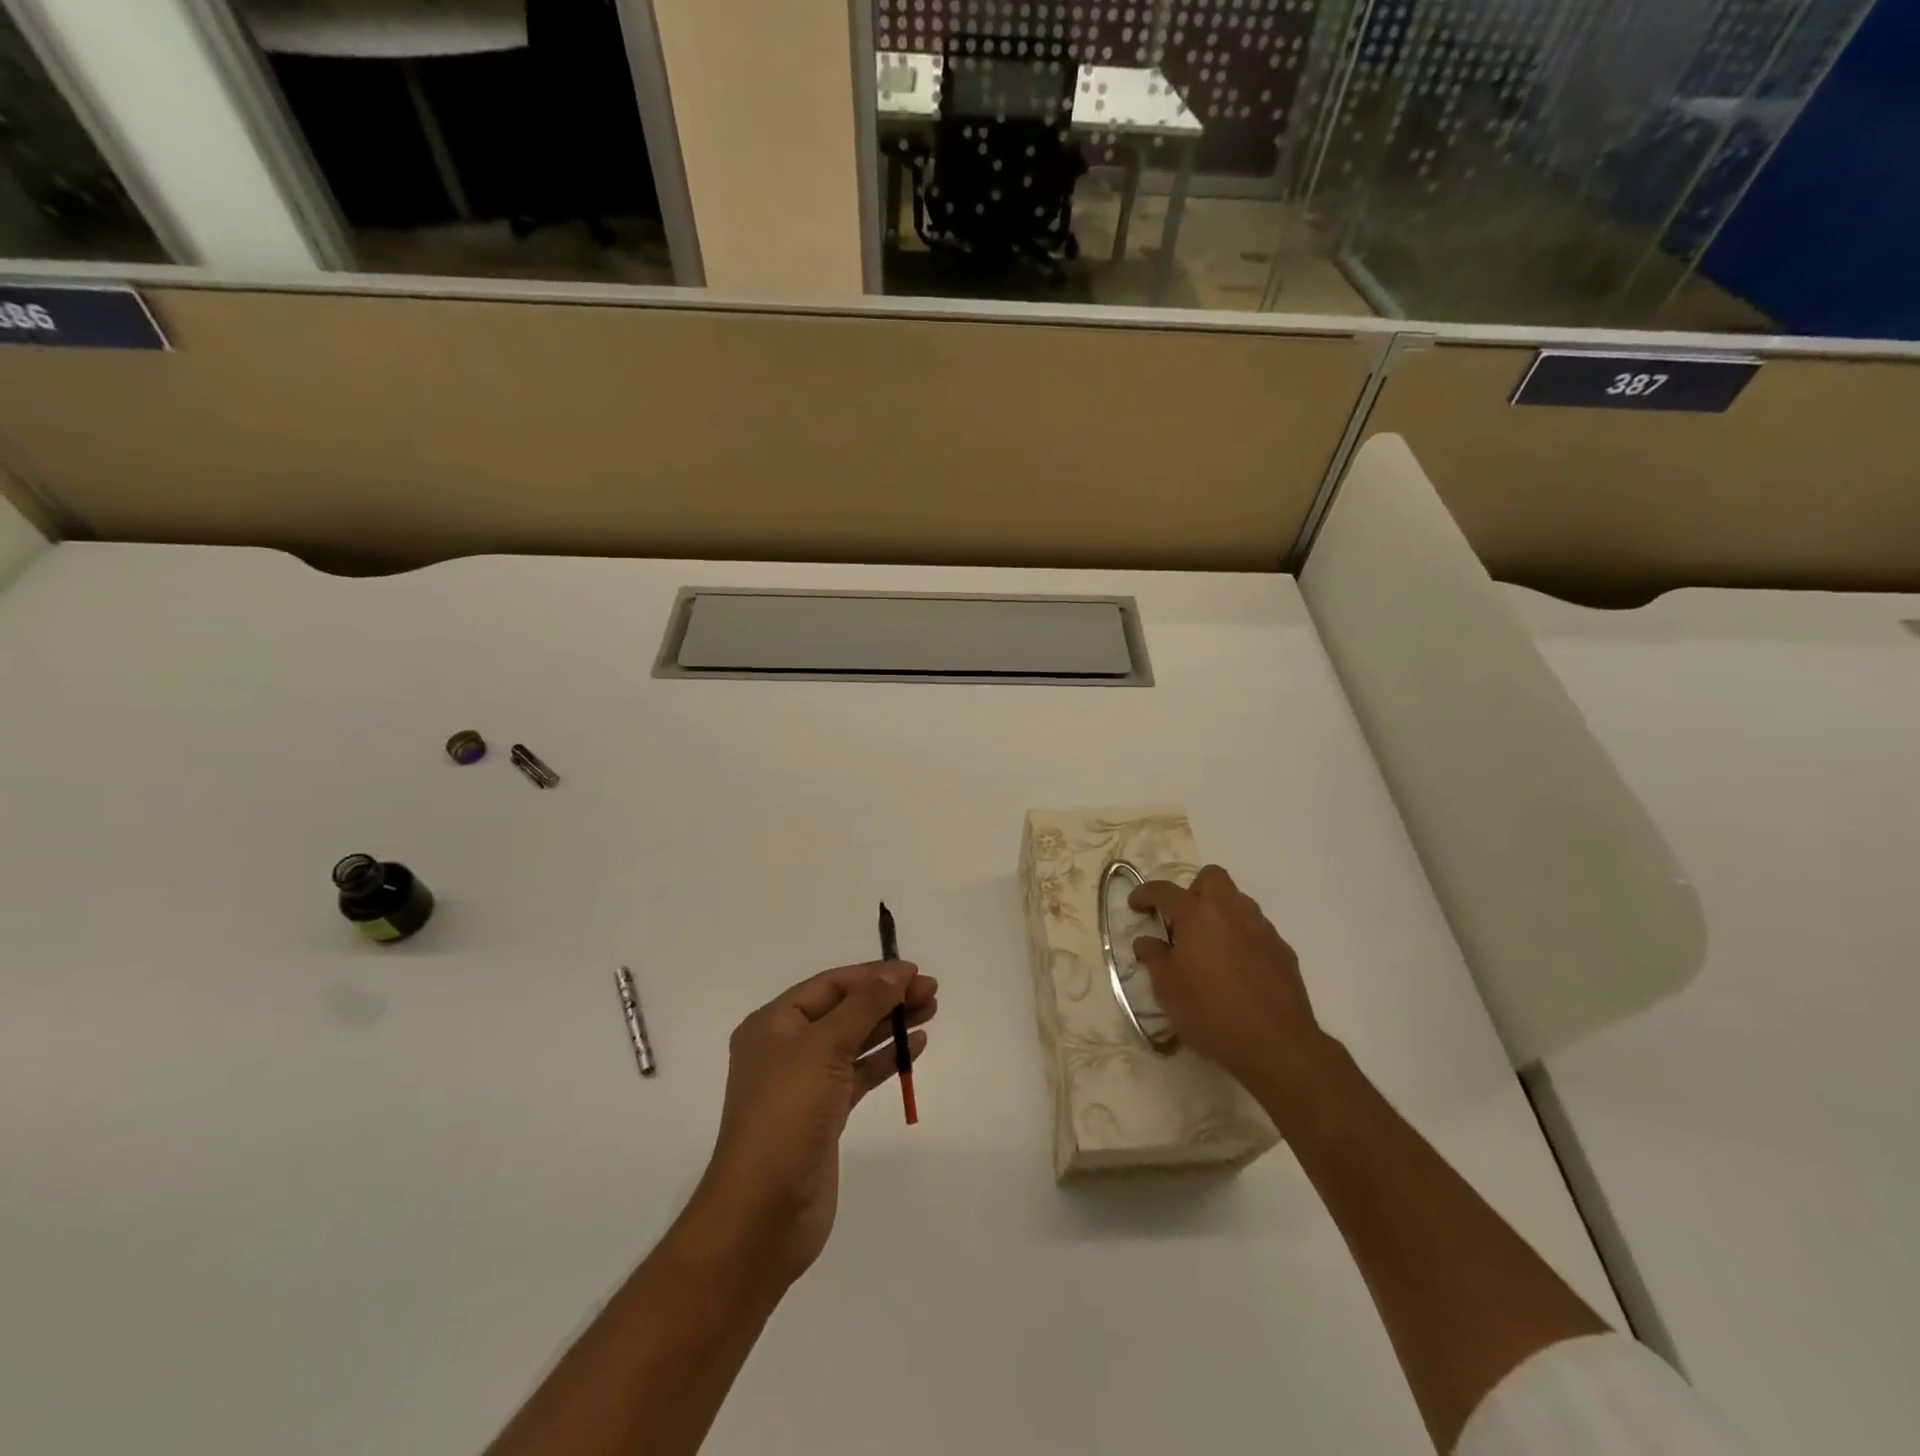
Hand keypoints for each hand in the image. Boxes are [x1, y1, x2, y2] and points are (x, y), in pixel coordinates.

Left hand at [690, 961, 936, 1288]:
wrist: (763, 1212)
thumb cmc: (786, 1115)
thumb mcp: (823, 1047)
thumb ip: (863, 1005)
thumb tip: (896, 972)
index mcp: (773, 1024)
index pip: (830, 985)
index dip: (872, 975)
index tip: (914, 971)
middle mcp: (787, 1048)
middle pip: (845, 1010)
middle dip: (887, 998)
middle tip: (931, 991)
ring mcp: (806, 1083)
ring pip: (855, 1041)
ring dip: (890, 1025)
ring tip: (930, 1011)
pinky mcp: (824, 1115)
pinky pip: (859, 1074)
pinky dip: (885, 1059)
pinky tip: (914, 1048)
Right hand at [1129, 864, 1325, 1094]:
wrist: (1276, 1045)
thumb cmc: (1211, 1013)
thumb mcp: (1167, 989)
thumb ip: (1154, 958)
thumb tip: (1147, 941)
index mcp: (1197, 915)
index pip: (1165, 890)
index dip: (1145, 894)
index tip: (1136, 905)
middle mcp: (1231, 911)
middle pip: (1212, 877)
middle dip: (1193, 891)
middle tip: (1182, 922)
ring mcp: (1261, 928)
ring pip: (1238, 902)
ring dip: (1220, 914)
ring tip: (1209, 947)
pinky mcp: (1282, 950)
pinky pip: (1256, 930)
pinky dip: (1241, 938)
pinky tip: (1237, 970)